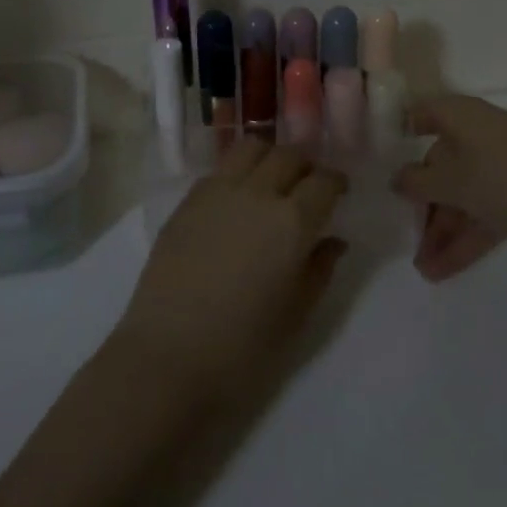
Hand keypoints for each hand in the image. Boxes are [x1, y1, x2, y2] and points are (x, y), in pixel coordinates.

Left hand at [115, 140, 348, 400]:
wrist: (167, 358)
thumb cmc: (242, 348)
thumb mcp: (296, 315)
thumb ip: (319, 270)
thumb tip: (334, 241)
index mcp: (292, 223)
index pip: (324, 181)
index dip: (336, 182)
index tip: (339, 191)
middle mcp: (257, 194)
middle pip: (289, 156)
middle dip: (306, 166)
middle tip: (308, 186)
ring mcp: (217, 192)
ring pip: (251, 148)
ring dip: (270, 157)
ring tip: (272, 181)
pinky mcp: (187, 201)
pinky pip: (220, 169)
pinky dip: (238, 172)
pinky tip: (237, 199)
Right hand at [391, 95, 506, 280]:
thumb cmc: (505, 175)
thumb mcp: (452, 181)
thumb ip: (417, 182)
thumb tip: (397, 179)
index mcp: (458, 116)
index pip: (420, 114)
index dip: (399, 132)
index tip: (379, 158)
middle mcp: (477, 133)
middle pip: (441, 165)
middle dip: (424, 206)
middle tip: (407, 239)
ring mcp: (501, 163)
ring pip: (463, 194)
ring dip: (444, 230)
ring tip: (424, 270)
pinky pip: (484, 210)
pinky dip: (467, 236)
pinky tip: (445, 270)